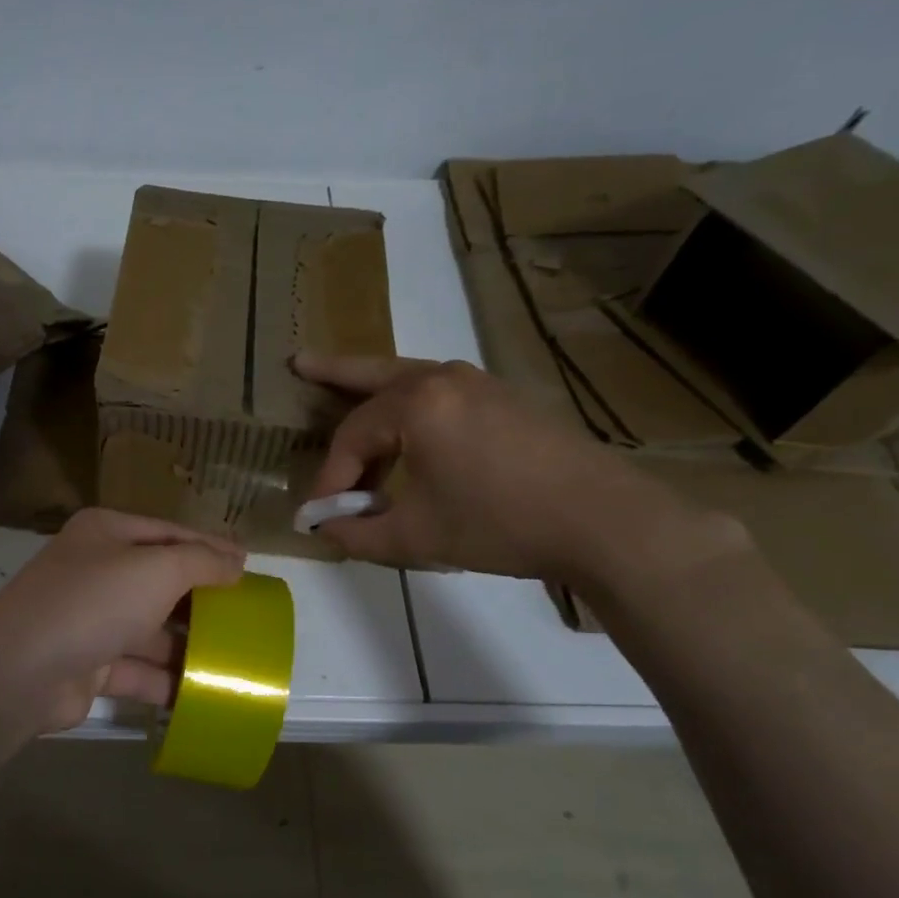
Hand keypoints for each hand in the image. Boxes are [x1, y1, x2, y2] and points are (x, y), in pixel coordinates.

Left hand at [0, 508, 246, 732]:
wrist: (21, 670)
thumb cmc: (94, 601)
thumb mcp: (157, 569)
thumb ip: (202, 562)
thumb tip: (236, 560)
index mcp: (107, 533)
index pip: (169, 533)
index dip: (210, 547)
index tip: (249, 565)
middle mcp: (96, 571)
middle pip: (161, 582)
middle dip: (202, 599)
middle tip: (246, 615)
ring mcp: (90, 619)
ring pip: (150, 629)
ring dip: (187, 644)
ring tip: (234, 658)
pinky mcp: (88, 665)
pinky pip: (137, 669)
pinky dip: (166, 680)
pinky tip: (203, 693)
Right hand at [294, 353, 704, 583]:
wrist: (600, 519)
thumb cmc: (499, 523)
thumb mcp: (416, 536)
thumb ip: (357, 533)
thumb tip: (324, 531)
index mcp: (417, 403)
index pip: (352, 437)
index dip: (330, 478)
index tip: (321, 515)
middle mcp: (444, 379)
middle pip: (373, 374)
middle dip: (333, 372)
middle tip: (298, 361)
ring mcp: (478, 384)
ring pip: (408, 378)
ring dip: (372, 389)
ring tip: (342, 391)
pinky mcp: (502, 399)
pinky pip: (437, 392)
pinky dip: (408, 404)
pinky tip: (403, 425)